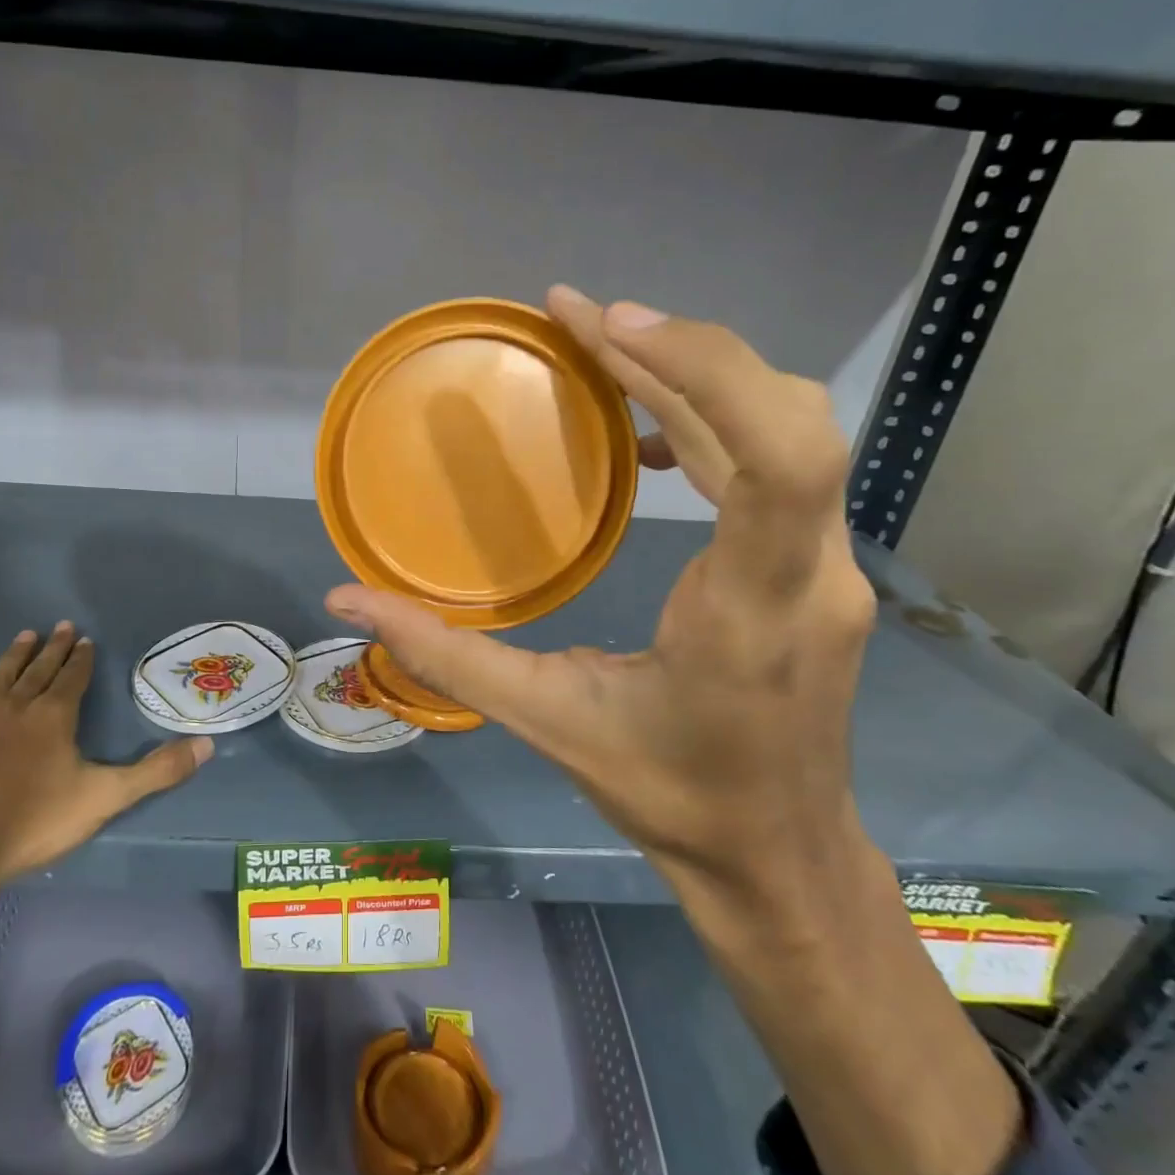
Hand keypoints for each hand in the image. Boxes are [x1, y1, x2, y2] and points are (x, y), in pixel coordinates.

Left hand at [0, 622, 212, 920]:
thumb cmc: (30, 826)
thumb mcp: (104, 798)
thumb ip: (156, 771)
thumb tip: (208, 745)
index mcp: (52, 718)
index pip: (72, 678)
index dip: (81, 659)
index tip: (85, 639)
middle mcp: (12, 709)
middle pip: (36, 671)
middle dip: (52, 649)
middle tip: (60, 626)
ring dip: (12, 657)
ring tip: (24, 635)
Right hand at [326, 286, 874, 898]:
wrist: (777, 857)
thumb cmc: (668, 793)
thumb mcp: (546, 720)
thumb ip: (445, 655)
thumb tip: (347, 601)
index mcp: (749, 612)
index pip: (778, 459)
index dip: (703, 371)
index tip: (609, 329)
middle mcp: (810, 574)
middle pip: (785, 417)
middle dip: (680, 350)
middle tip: (580, 317)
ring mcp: (828, 567)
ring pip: (789, 429)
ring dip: (698, 374)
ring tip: (605, 347)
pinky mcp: (816, 567)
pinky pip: (779, 462)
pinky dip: (715, 419)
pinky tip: (649, 437)